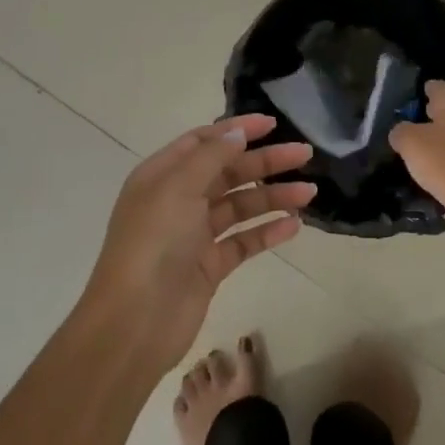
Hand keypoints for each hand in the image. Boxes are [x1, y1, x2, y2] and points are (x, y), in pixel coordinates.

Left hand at [83, 114, 314, 373]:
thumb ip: (211, 157)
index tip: (273, 124)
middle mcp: (177, 201)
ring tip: (309, 193)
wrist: (135, 321)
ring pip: (240, 206)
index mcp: (161, 176)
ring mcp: (194, 235)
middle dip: (265, 162)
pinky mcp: (209, 266)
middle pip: (228, 172)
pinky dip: (267, 231)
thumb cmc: (153, 244)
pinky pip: (244, 241)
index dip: (237, 130)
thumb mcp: (178, 188)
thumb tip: (238, 134)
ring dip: (273, 196)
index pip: (203, 142)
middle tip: (305, 154)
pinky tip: (294, 225)